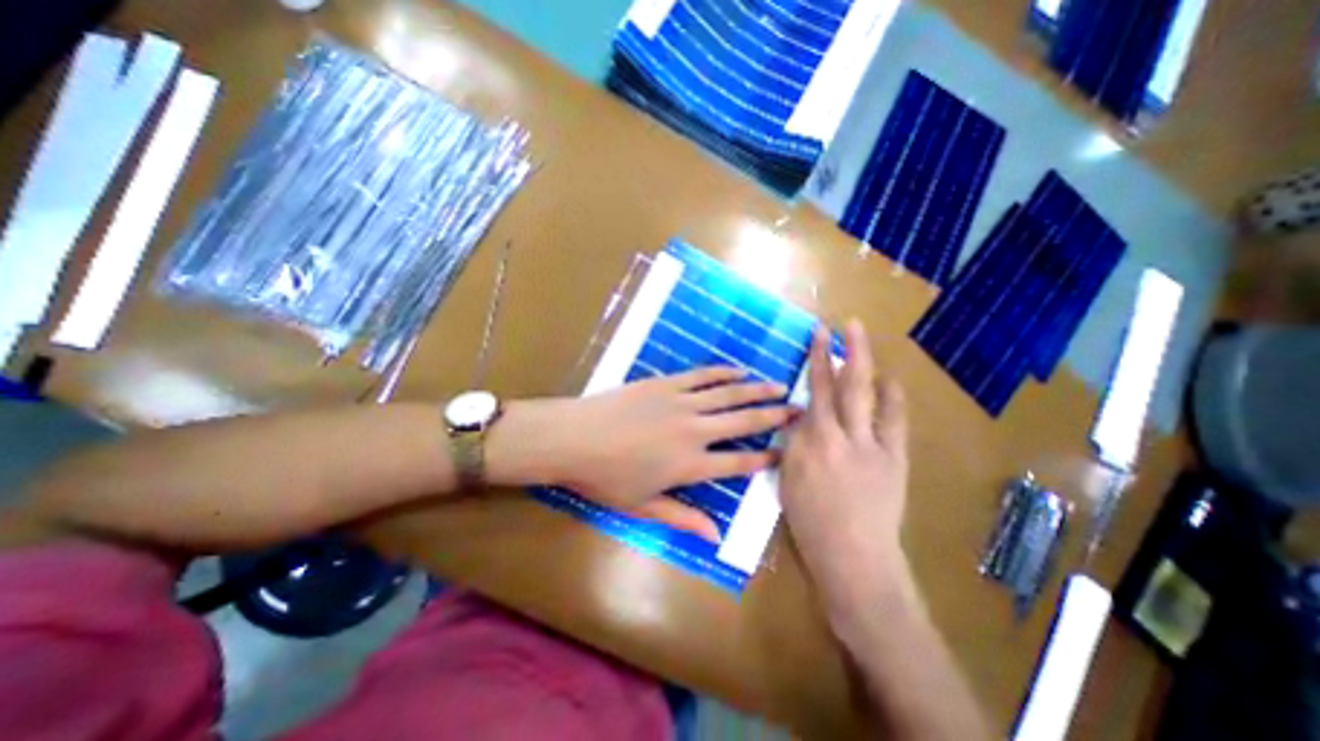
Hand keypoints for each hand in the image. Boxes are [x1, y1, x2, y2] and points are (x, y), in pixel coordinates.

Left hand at [500, 367, 791, 538]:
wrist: (573, 438)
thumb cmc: (605, 478)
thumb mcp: (643, 507)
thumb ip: (682, 518)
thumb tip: (715, 536)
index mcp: (690, 465)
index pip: (738, 462)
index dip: (764, 457)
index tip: (785, 452)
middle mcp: (694, 431)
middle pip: (743, 422)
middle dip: (774, 417)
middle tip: (799, 410)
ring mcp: (681, 403)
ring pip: (729, 394)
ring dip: (757, 390)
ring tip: (780, 386)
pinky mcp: (666, 383)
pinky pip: (702, 376)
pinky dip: (723, 373)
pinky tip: (739, 371)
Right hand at [777, 323, 915, 627]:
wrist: (853, 555)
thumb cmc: (809, 521)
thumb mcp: (787, 478)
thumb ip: (792, 443)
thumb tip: (799, 418)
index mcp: (808, 442)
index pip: (811, 393)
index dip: (814, 362)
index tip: (816, 337)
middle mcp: (837, 435)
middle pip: (838, 385)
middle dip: (837, 351)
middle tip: (840, 325)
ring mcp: (869, 445)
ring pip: (865, 394)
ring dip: (863, 363)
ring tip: (860, 338)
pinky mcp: (893, 457)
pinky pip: (893, 420)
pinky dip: (891, 397)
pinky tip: (889, 380)